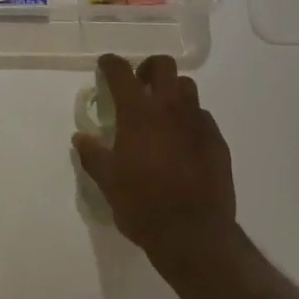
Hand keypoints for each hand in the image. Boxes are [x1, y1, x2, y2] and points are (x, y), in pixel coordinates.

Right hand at [73, 54, 236, 268]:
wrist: (194, 234)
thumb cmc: (142, 205)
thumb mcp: (107, 182)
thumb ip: (93, 155)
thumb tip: (81, 138)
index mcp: (138, 113)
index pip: (122, 73)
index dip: (111, 64)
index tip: (105, 65)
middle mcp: (170, 108)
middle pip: (164, 66)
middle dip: (148, 68)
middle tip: (139, 85)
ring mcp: (198, 122)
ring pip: (187, 87)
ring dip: (172, 91)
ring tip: (162, 111)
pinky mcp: (217, 141)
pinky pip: (202, 116)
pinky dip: (189, 119)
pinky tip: (183, 140)